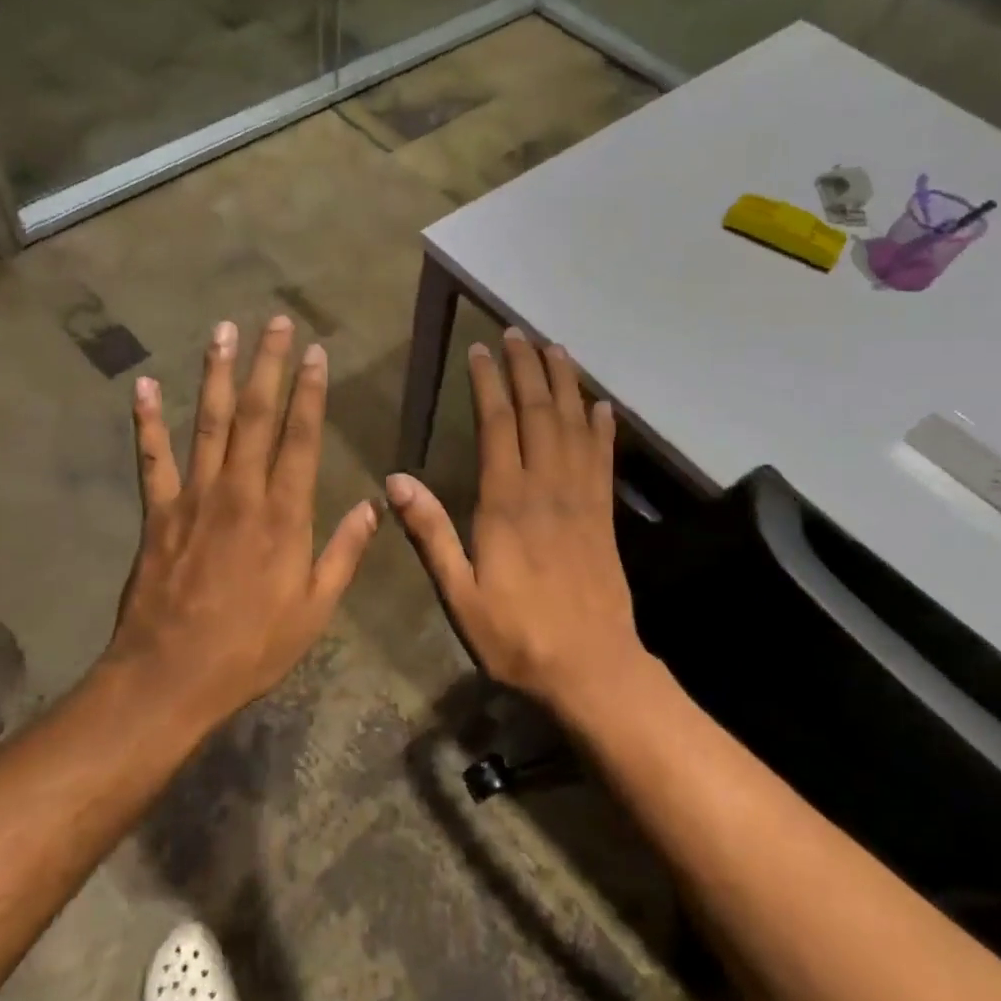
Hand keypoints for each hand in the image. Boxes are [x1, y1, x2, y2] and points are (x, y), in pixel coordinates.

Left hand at [107, 316, 378, 725]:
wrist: (172, 676)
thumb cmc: (252, 647)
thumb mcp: (316, 609)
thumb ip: (345, 552)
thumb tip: (375, 505)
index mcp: (284, 514)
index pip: (301, 437)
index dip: (310, 392)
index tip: (315, 353)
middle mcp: (240, 492)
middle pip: (255, 415)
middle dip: (267, 365)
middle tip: (273, 322)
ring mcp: (194, 497)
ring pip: (206, 422)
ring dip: (215, 374)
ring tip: (221, 331)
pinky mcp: (158, 512)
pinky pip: (152, 457)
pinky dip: (146, 420)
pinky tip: (143, 385)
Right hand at [386, 328, 652, 713]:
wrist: (591, 668)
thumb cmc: (516, 635)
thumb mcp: (459, 594)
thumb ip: (431, 534)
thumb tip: (395, 480)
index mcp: (506, 503)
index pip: (497, 426)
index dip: (488, 383)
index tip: (479, 349)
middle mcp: (547, 488)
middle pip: (538, 413)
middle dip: (526, 368)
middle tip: (517, 332)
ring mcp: (581, 499)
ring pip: (574, 426)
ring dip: (565, 384)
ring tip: (556, 349)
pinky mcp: (604, 516)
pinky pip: (604, 460)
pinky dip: (603, 428)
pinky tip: (602, 406)